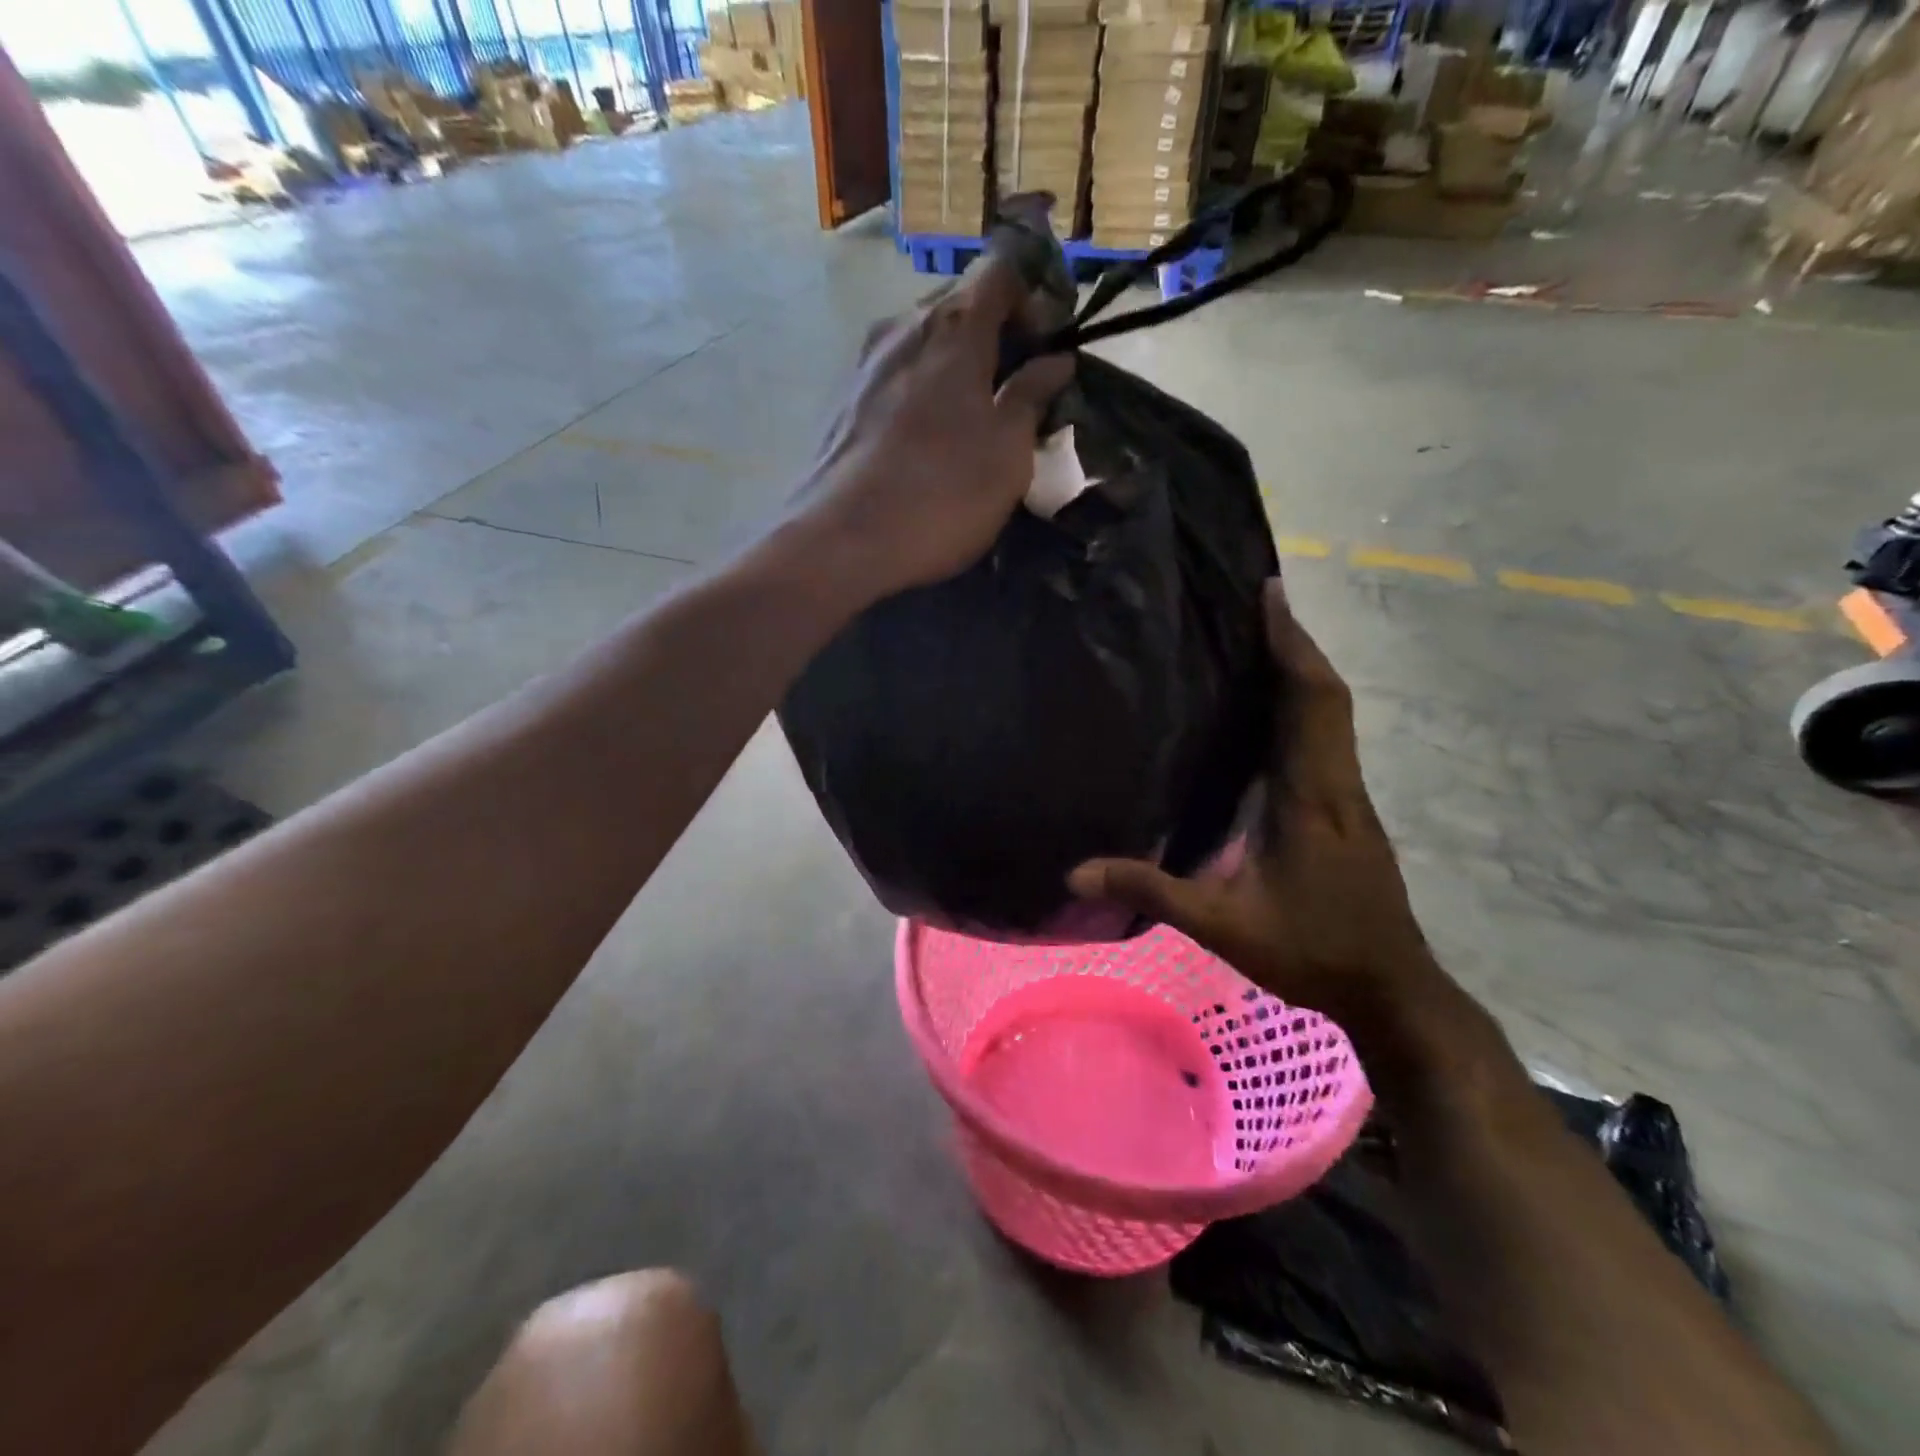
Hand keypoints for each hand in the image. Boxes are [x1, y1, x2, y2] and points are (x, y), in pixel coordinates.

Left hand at [794, 254, 1074, 596]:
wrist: (841, 541)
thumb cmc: (941, 495)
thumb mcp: (1007, 453)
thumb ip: (1031, 397)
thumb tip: (1055, 361)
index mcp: (953, 327)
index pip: (1001, 269)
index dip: (1034, 295)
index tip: (1048, 343)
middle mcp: (903, 327)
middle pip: (959, 304)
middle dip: (996, 333)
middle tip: (1018, 387)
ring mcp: (865, 362)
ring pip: (924, 341)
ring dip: (956, 365)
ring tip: (974, 417)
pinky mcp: (843, 400)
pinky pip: (896, 374)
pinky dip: (923, 388)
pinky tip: (930, 437)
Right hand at [1069, 579, 1439, 1028]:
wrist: (1390, 989)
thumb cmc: (1310, 950)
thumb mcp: (1221, 924)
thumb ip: (1151, 891)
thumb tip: (1075, 871)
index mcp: (1312, 797)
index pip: (1310, 702)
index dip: (1291, 645)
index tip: (1271, 594)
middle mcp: (1338, 783)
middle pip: (1326, 695)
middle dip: (1294, 642)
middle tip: (1257, 600)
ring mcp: (1349, 796)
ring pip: (1332, 714)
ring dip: (1301, 670)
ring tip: (1259, 638)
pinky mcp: (1349, 810)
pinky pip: (1328, 737)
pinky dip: (1304, 704)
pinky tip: (1271, 708)